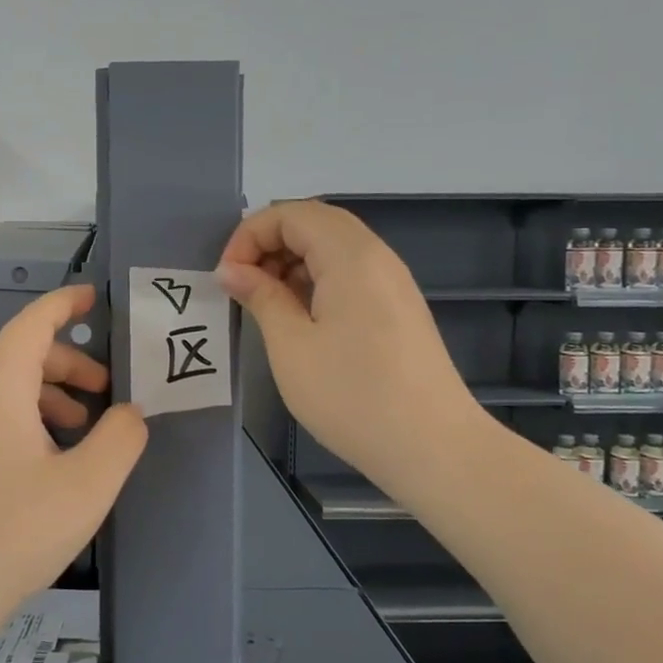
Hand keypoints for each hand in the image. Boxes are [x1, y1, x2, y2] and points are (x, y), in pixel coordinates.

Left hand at [0, 284, 148, 631]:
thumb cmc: (13, 532)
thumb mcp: (88, 485)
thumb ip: (121, 437)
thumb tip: (129, 412)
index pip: (34, 322)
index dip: (66, 304)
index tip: (93, 298)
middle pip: (19, 356)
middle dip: (68, 364)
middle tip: (104, 392)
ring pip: (0, 389)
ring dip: (44, 397)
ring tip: (76, 435)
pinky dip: (17, 420)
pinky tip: (36, 466)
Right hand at [217, 200, 480, 480]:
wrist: (434, 448)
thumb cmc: (353, 396)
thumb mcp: (291, 346)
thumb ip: (260, 297)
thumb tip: (231, 270)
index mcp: (350, 256)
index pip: (291, 213)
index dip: (250, 235)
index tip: (228, 277)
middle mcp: (376, 256)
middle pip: (314, 222)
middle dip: (269, 244)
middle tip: (242, 285)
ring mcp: (392, 281)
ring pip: (332, 247)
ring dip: (291, 262)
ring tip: (265, 303)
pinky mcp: (398, 306)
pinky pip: (349, 272)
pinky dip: (315, 280)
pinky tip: (299, 318)